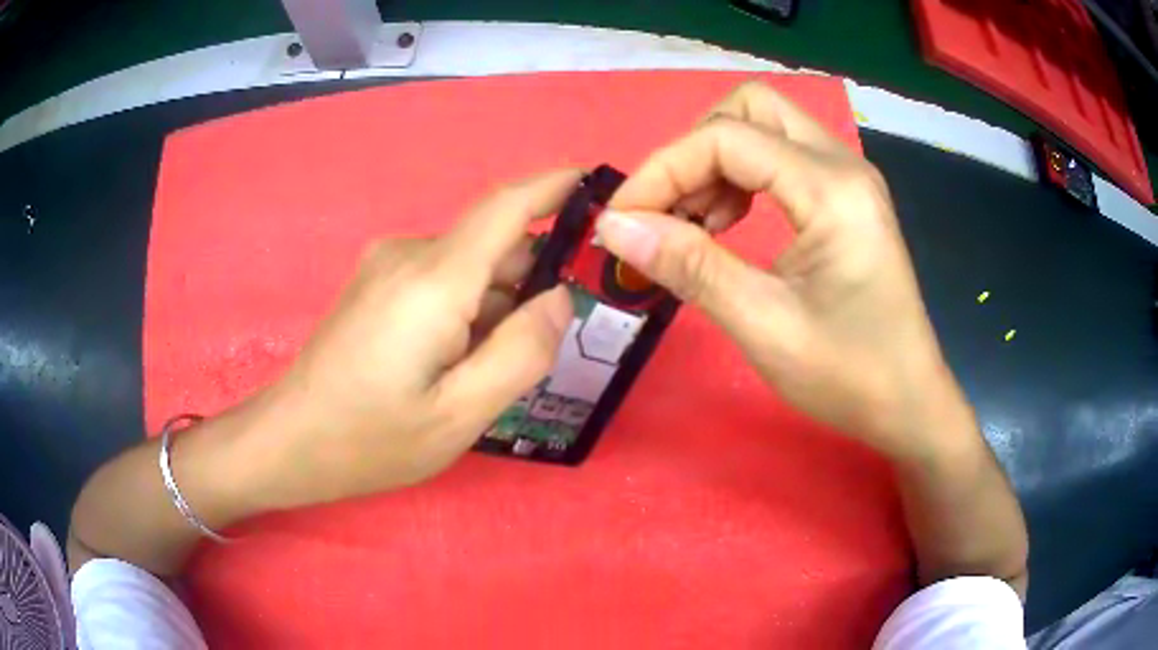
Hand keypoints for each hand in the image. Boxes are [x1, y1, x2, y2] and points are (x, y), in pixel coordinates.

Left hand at [257, 170, 578, 508]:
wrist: (289, 440)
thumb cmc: (370, 438)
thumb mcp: (460, 415)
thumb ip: (521, 353)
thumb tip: (560, 299)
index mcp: (433, 280)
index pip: (506, 207)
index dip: (556, 187)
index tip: (599, 185)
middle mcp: (409, 255)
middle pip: (493, 246)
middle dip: (531, 283)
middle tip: (545, 348)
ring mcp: (386, 267)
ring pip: (469, 268)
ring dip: (496, 306)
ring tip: (490, 372)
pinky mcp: (376, 284)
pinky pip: (441, 280)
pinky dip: (467, 310)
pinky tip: (455, 364)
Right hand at [597, 82, 957, 459]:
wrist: (908, 404)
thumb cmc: (849, 376)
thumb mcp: (764, 326)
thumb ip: (690, 266)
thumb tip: (616, 226)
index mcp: (832, 190)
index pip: (727, 138)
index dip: (663, 169)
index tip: (623, 220)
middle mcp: (843, 165)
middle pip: (751, 108)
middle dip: (696, 149)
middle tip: (671, 211)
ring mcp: (848, 179)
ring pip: (765, 127)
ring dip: (716, 163)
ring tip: (695, 224)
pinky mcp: (845, 199)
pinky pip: (781, 159)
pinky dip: (741, 179)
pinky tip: (728, 225)